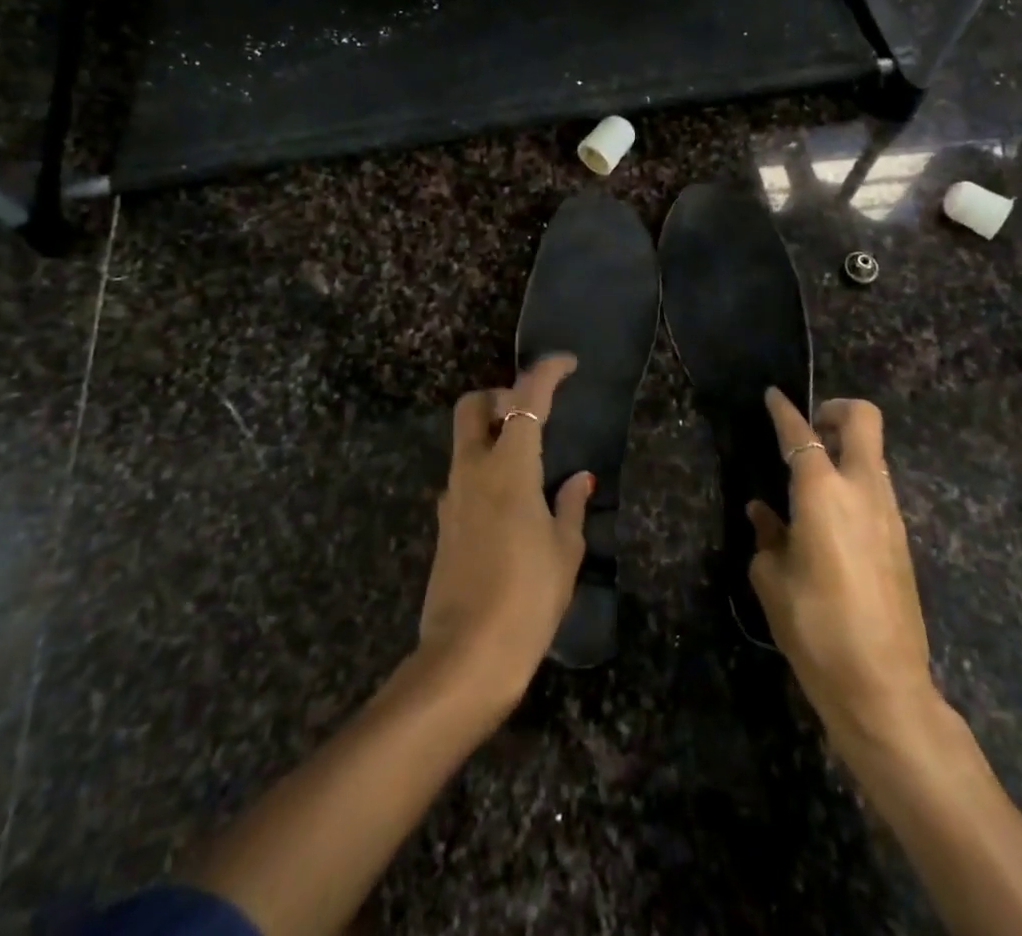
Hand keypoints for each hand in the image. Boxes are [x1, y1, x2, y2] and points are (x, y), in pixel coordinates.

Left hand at [417, 355, 591, 720]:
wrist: (466, 657)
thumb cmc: (528, 598)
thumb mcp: (564, 551)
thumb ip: (570, 506)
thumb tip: (578, 479)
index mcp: (508, 467)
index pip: (525, 398)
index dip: (546, 372)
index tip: (567, 364)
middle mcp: (473, 470)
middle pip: (473, 405)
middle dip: (499, 395)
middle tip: (531, 413)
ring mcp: (452, 496)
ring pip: (465, 440)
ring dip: (492, 433)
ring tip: (528, 462)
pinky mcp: (444, 523)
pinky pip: (463, 476)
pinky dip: (485, 468)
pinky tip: (511, 503)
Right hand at [747, 390, 941, 739]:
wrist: (884, 686)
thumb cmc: (816, 628)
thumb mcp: (773, 580)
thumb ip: (767, 536)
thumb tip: (764, 514)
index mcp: (822, 493)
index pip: (801, 433)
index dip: (783, 410)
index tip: (773, 395)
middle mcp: (862, 490)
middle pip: (863, 419)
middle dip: (835, 410)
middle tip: (809, 429)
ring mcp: (889, 513)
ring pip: (873, 453)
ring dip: (846, 449)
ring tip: (812, 479)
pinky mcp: (901, 538)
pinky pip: (877, 487)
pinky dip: (854, 481)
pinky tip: (829, 518)